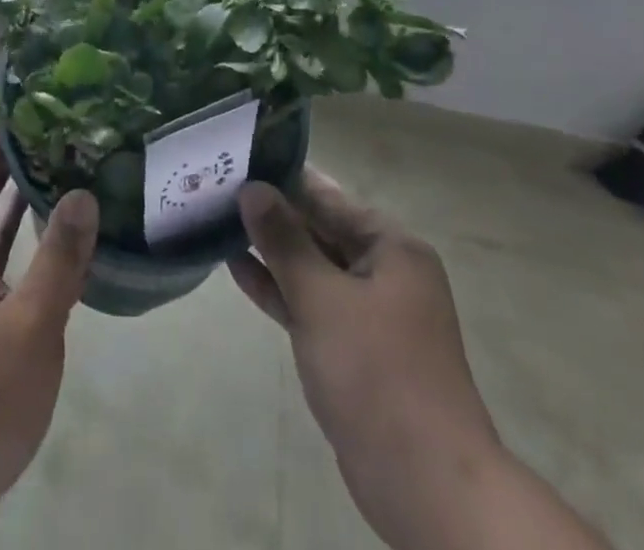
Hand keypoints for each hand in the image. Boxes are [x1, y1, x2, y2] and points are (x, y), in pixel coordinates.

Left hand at [0, 135, 97, 549]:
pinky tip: (59, 244)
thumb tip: (83, 190)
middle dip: (13, 163)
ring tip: (66, 172)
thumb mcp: (30, 328)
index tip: (34, 114)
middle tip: (63, 137)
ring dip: (21, 201)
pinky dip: (26, 244)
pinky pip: (2, 266)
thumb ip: (58, 259)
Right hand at [233, 171, 609, 549]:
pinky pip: (311, 304)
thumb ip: (284, 240)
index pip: (329, 196)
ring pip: (312, 268)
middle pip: (320, 229)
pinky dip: (279, 289)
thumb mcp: (322, 297)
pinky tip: (237, 269)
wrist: (425, 484)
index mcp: (392, 247)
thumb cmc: (376, 372)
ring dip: (271, 251)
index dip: (284, 178)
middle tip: (218, 187)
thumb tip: (252, 188)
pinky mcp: (353, 350)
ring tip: (218, 222)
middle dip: (272, 214)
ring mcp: (369, 313)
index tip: (239, 158)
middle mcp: (385, 271)